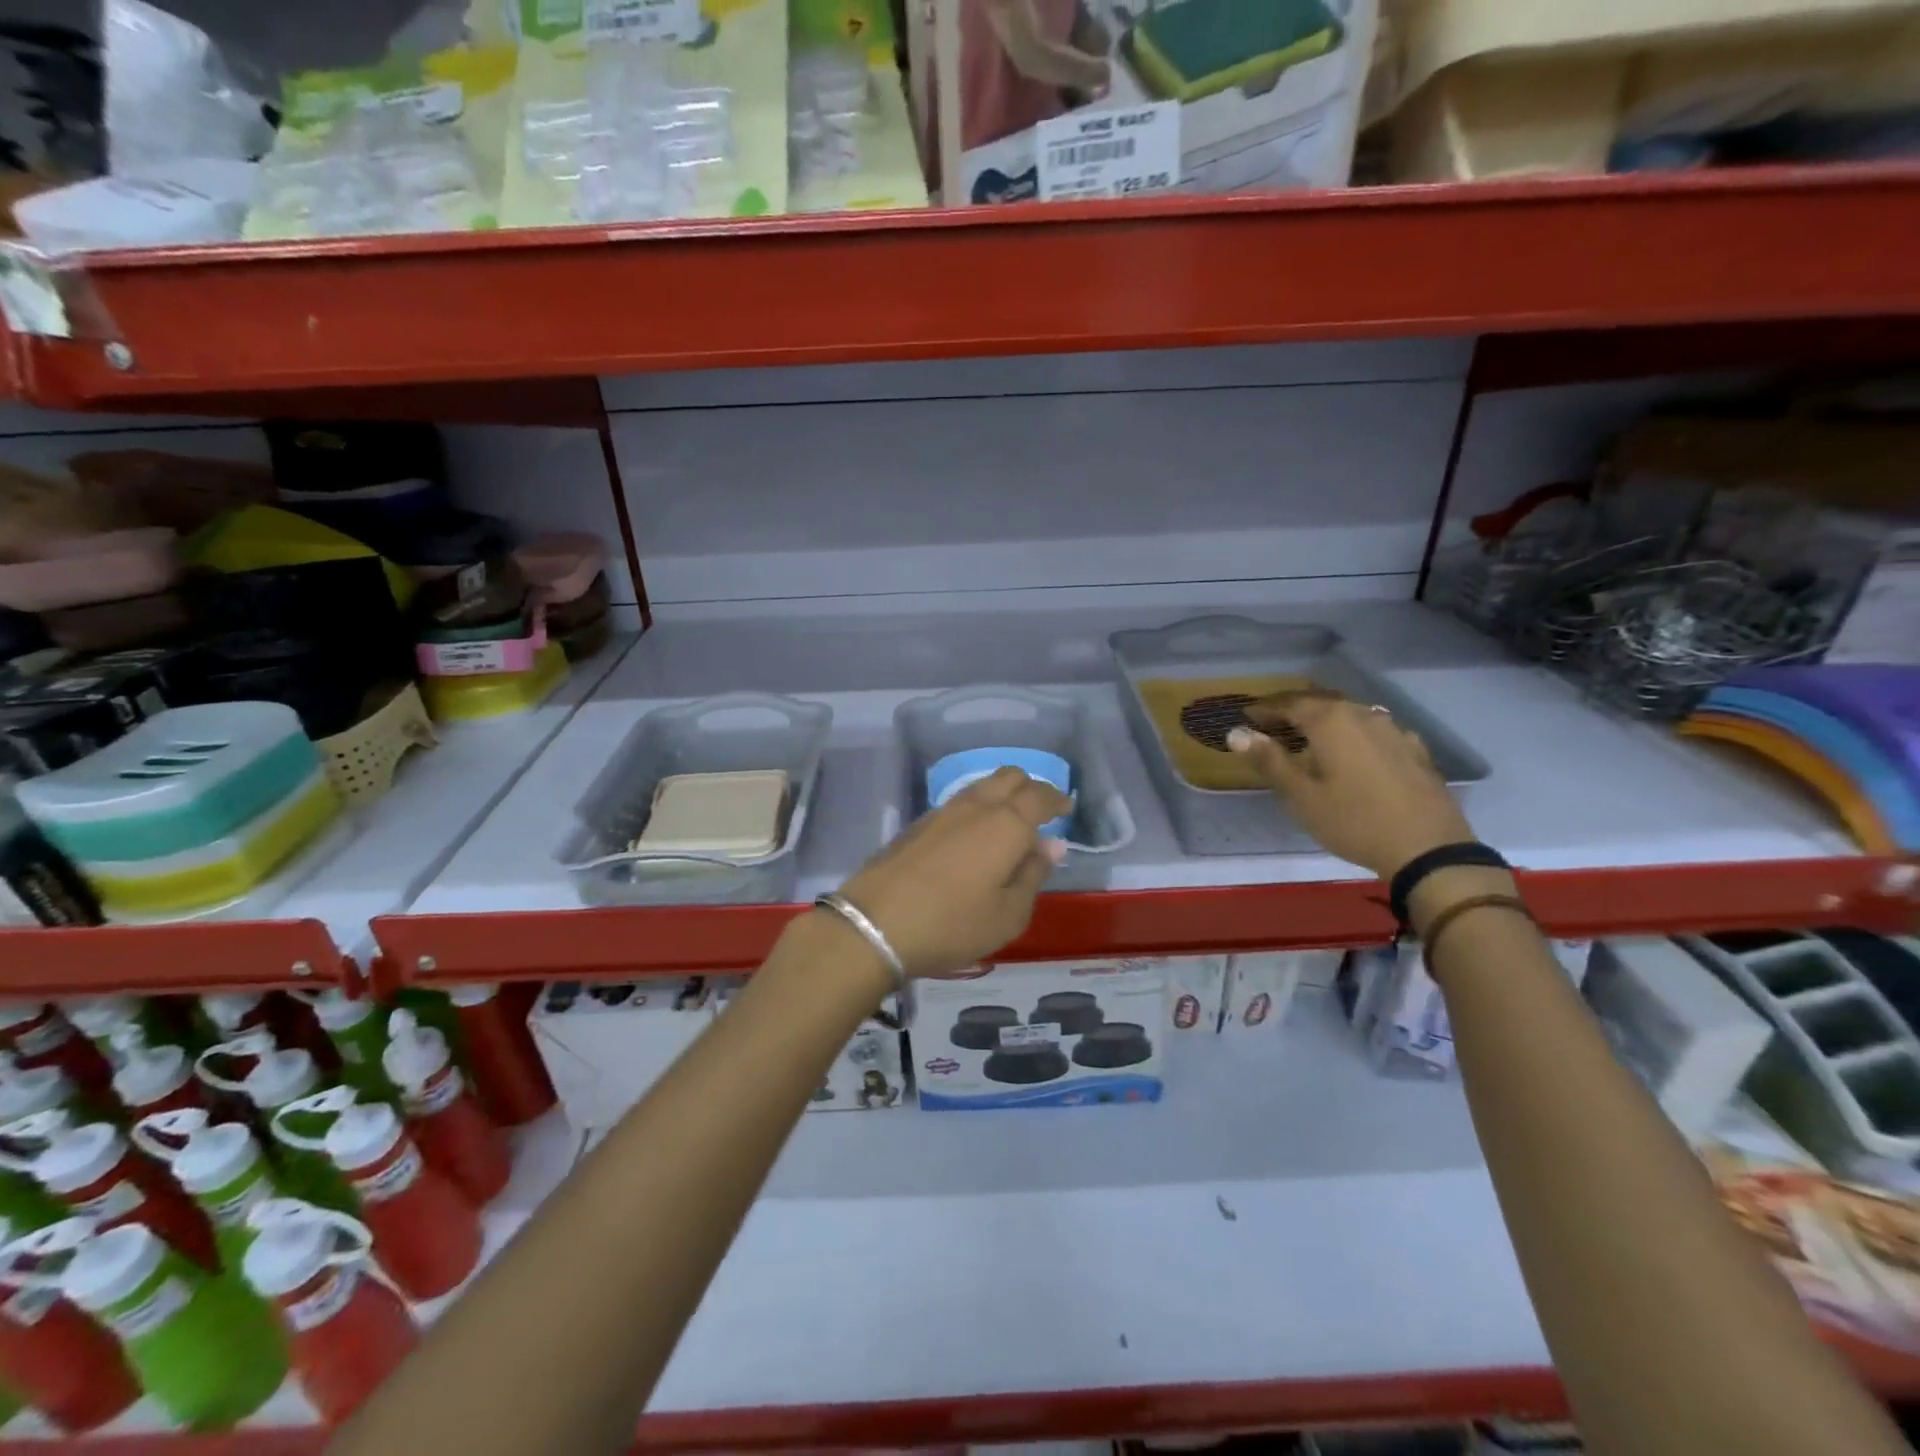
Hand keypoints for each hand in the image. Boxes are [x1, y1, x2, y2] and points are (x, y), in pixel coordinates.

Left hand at [835, 767, 1072, 978]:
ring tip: (1008, 825)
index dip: (1057, 799)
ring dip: (1001, 796)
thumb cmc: (952, 924)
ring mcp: (941, 812)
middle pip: (1009, 777)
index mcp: (1006, 824)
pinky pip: (958, 804)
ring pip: (980, 787)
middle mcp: (975, 807)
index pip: (1039, 796)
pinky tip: (973, 838)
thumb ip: (1033, 875)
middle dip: (1030, 788)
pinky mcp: (916, 825)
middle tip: (1040, 813)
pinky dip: (976, 810)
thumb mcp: (1008, 914)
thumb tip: (1051, 845)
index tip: (1066, 809)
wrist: (874, 925)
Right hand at [1227, 692, 1474, 879]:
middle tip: (1273, 721)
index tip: (1247, 716)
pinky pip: (1375, 729)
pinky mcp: (1414, 749)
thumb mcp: (1302, 797)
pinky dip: (1354, 732)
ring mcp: (1393, 730)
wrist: (1428, 849)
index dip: (1265, 708)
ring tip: (1310, 734)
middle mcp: (1362, 715)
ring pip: (1350, 713)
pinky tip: (1355, 749)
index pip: (1290, 703)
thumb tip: (1236, 734)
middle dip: (1294, 708)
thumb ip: (1270, 761)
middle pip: (1321, 702)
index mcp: (1330, 722)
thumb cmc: (1353, 821)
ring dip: (1325, 718)